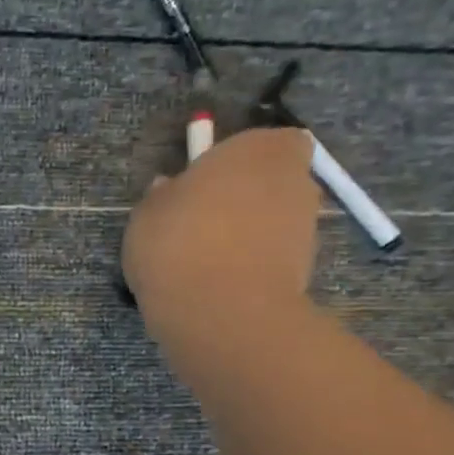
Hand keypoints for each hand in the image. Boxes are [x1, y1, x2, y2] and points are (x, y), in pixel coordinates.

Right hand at [122, 126, 319, 343]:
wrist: (220, 312)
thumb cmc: (179, 243)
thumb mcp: (148, 212)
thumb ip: (164, 196)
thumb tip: (172, 190)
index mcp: (259, 149)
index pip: (269, 141)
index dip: (241, 160)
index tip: (208, 181)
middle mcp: (295, 181)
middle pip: (272, 182)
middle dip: (244, 198)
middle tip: (200, 222)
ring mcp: (305, 229)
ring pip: (273, 222)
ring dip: (247, 235)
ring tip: (203, 262)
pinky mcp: (305, 272)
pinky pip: (270, 259)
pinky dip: (250, 267)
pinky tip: (215, 287)